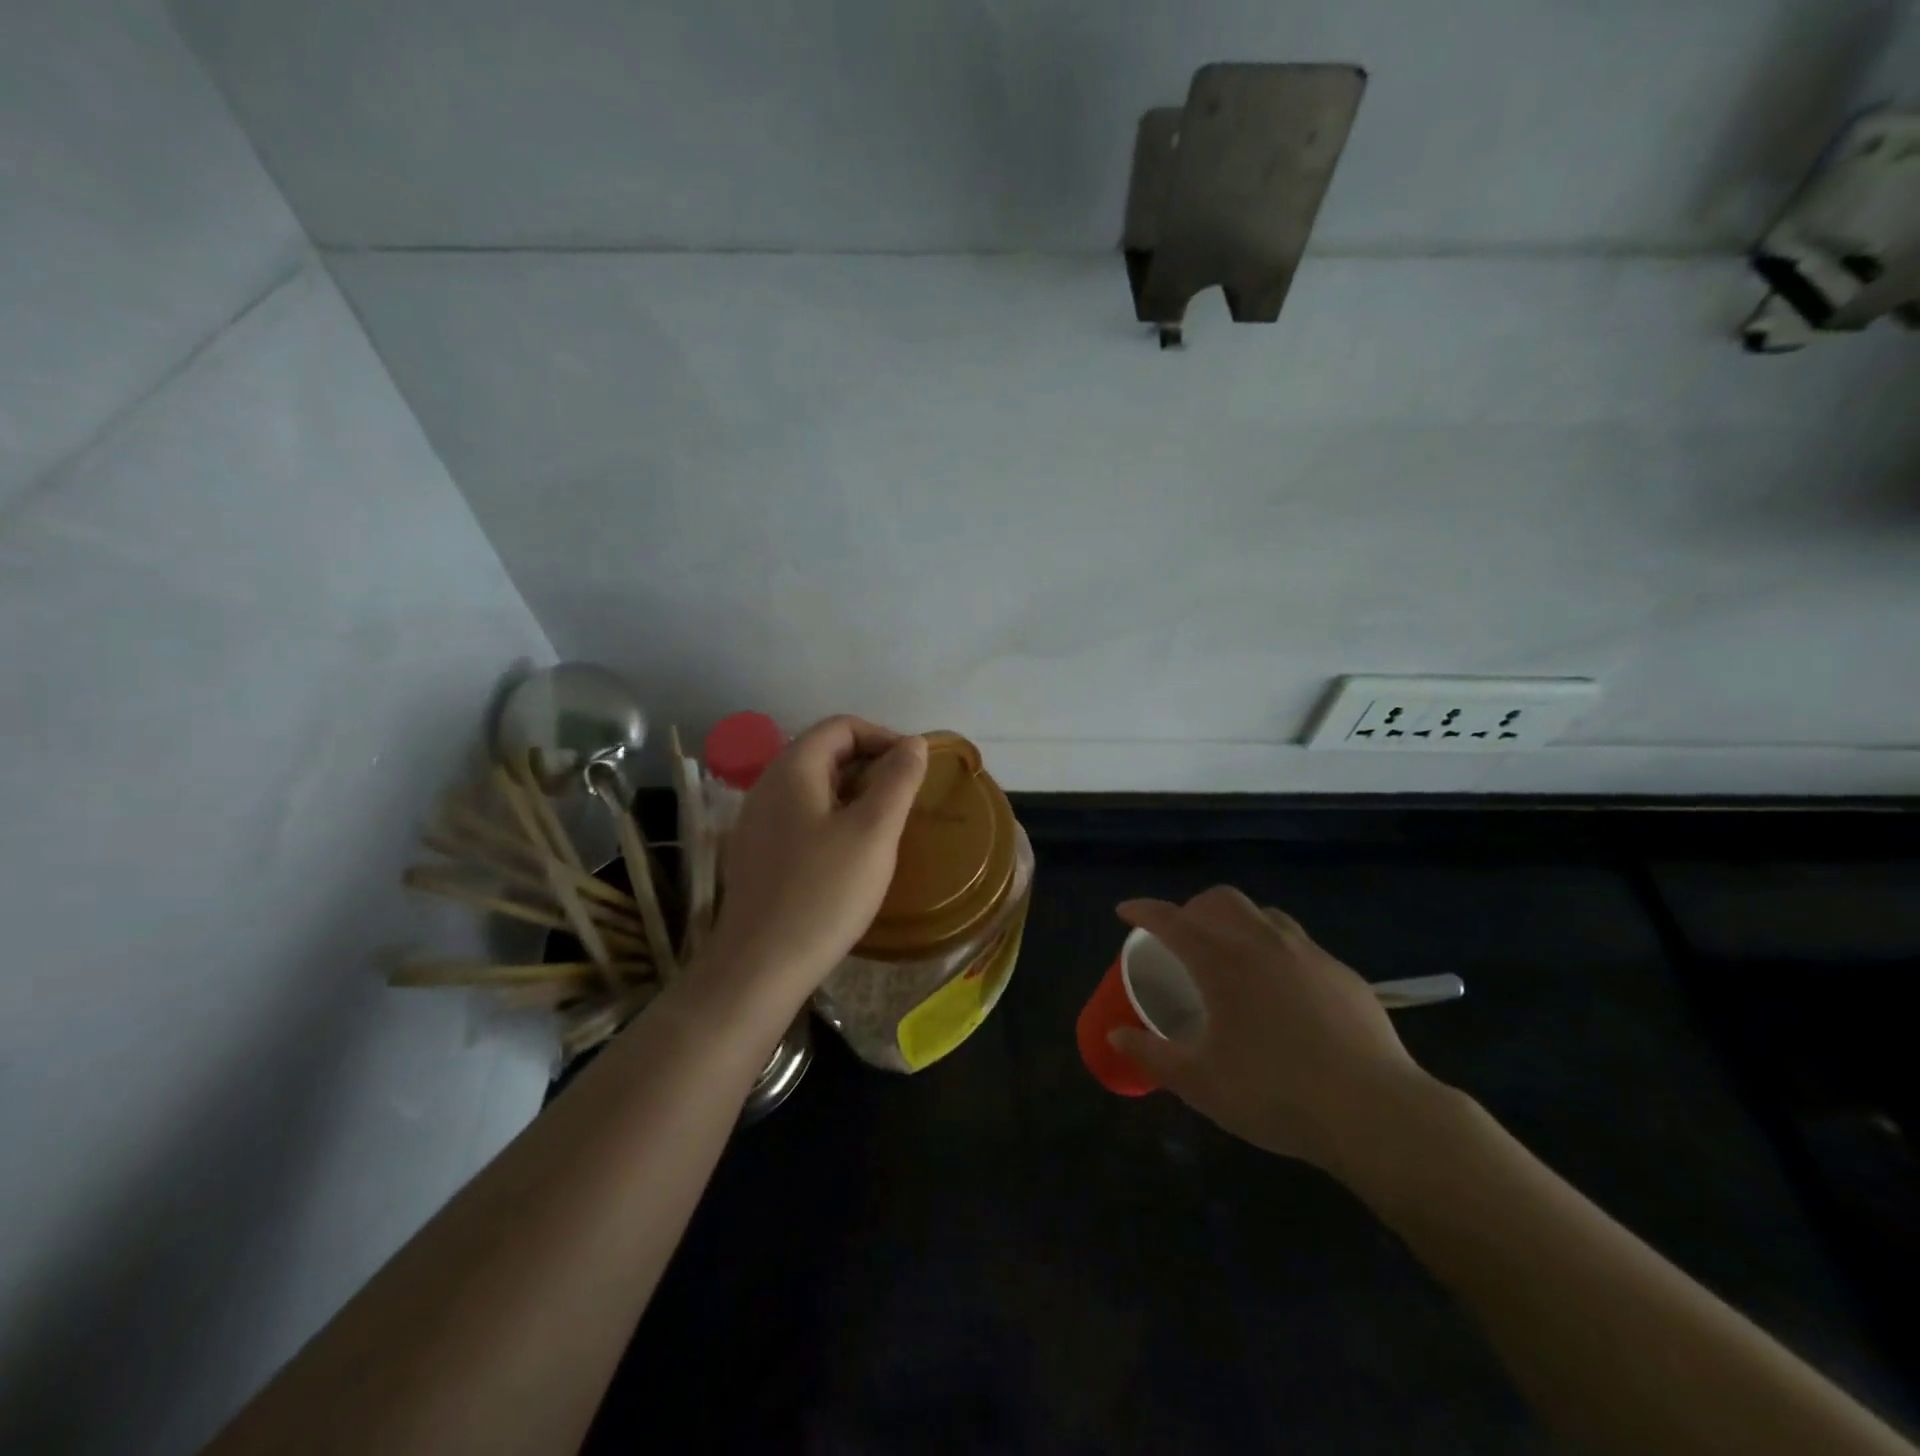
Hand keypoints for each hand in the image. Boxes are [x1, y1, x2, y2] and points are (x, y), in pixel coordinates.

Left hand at [700, 716, 926, 1013]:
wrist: (759, 967)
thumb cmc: (824, 893)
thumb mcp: (874, 832)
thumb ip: (898, 780)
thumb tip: (913, 743)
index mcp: (792, 769)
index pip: (841, 726)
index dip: (883, 737)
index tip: (914, 768)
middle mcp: (767, 785)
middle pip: (824, 752)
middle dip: (870, 765)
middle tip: (905, 798)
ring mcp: (757, 820)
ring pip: (813, 787)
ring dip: (854, 793)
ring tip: (884, 825)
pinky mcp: (757, 853)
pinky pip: (800, 816)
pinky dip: (833, 818)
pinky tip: (851, 854)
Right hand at [1108, 886, 1437, 1176]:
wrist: (1375, 1112)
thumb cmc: (1275, 1094)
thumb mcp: (1200, 1083)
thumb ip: (1153, 1056)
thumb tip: (1117, 1035)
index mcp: (1221, 962)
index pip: (1170, 919)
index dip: (1142, 910)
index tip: (1124, 911)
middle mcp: (1262, 943)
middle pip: (1219, 900)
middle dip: (1192, 908)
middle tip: (1181, 937)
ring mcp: (1308, 954)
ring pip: (1262, 913)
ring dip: (1236, 922)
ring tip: (1230, 955)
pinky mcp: (1342, 973)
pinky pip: (1298, 943)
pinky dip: (1274, 948)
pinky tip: (1282, 990)